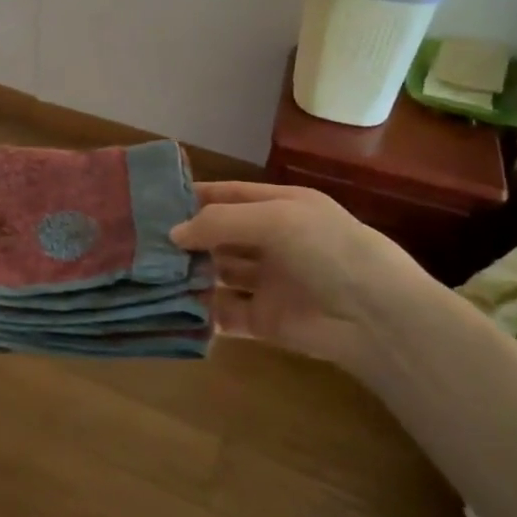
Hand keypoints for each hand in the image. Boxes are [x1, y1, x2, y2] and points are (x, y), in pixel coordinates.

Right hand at [171, 181, 438, 381]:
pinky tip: (171, 306)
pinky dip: (201, 311)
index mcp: (280, 208)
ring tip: (148, 273)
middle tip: (141, 241)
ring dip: (189, 273)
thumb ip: (220, 222)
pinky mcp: (263, 320)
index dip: (195, 197)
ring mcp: (266, 282)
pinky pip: (224, 313)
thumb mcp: (275, 219)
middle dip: (186, 238)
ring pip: (217, 273)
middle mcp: (271, 241)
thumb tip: (173, 233)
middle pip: (219, 236)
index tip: (154, 201)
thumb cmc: (327, 250)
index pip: (228, 196)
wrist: (375, 317)